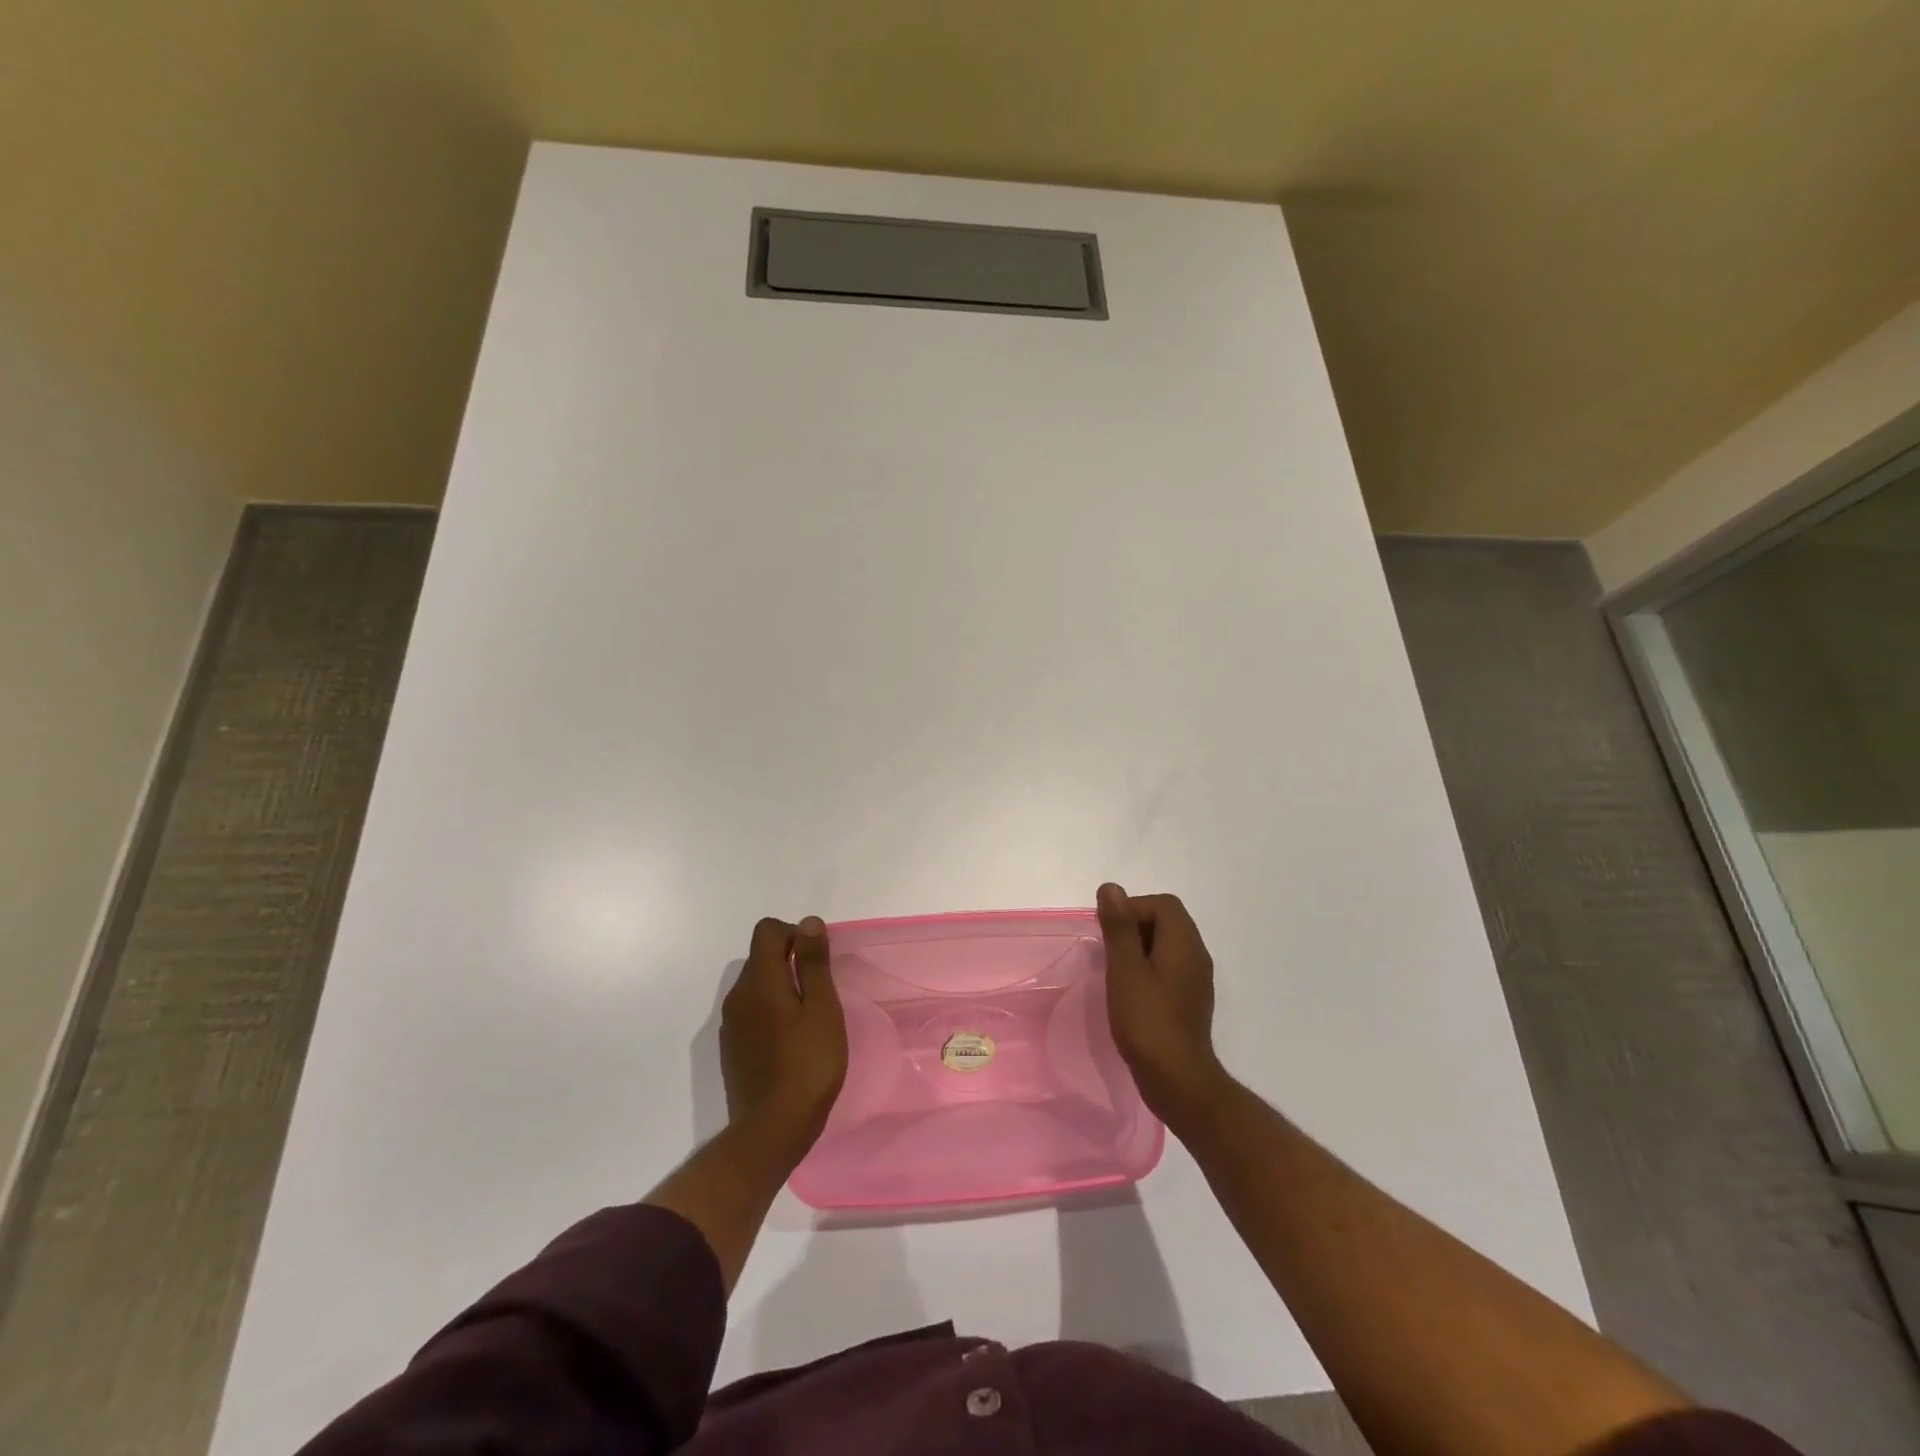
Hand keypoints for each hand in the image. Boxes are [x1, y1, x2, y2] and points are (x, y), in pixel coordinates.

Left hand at [720, 916, 846, 1159]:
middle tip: (821, 992)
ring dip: (781, 988)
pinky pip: (752, 1012)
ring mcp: (730, 1024)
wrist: (772, 1130)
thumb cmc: (808, 1064)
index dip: (795, 934)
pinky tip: (791, 1042)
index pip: (768, 931)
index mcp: (759, 980)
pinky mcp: (731, 1048)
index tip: (818, 961)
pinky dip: (771, 1013)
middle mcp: (738, 995)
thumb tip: (807, 922)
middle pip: (761, 957)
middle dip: (790, 961)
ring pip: (757, 986)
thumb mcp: (822, 1008)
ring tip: (809, 1019)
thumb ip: (813, 962)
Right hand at [1097, 883, 1226, 1125]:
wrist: (1178, 1080)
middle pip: (1167, 921)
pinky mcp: (1190, 1001)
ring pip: (1167, 946)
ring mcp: (1196, 980)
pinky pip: (1169, 969)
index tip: (1109, 932)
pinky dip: (1148, 969)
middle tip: (1108, 950)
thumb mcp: (1125, 969)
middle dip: (1134, 926)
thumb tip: (1111, 888)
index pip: (1162, 904)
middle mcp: (1196, 955)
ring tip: (1115, 971)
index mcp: (1184, 943)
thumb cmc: (1147, 1020)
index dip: (1132, 908)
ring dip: (1139, 949)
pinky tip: (1130, 993)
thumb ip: (1119, 926)